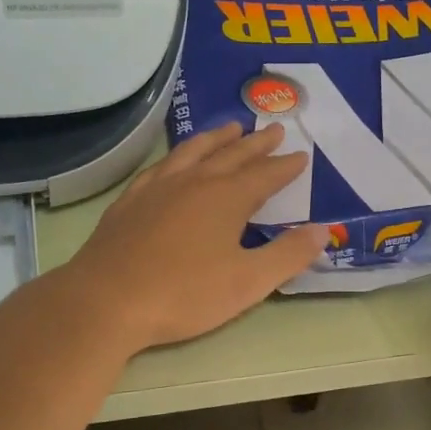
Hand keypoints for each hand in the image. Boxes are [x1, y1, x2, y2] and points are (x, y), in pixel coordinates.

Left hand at [67, 123, 328, 350]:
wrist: (107, 301)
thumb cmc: (184, 294)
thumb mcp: (248, 282)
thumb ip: (288, 255)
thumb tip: (323, 230)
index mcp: (227, 198)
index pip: (265, 175)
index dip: (285, 166)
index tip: (301, 156)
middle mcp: (194, 182)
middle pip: (232, 155)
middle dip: (256, 144)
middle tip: (274, 130)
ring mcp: (158, 188)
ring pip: (194, 152)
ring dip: (216, 139)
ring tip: (230, 128)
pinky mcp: (130, 201)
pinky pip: (161, 166)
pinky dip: (177, 157)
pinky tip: (175, 161)